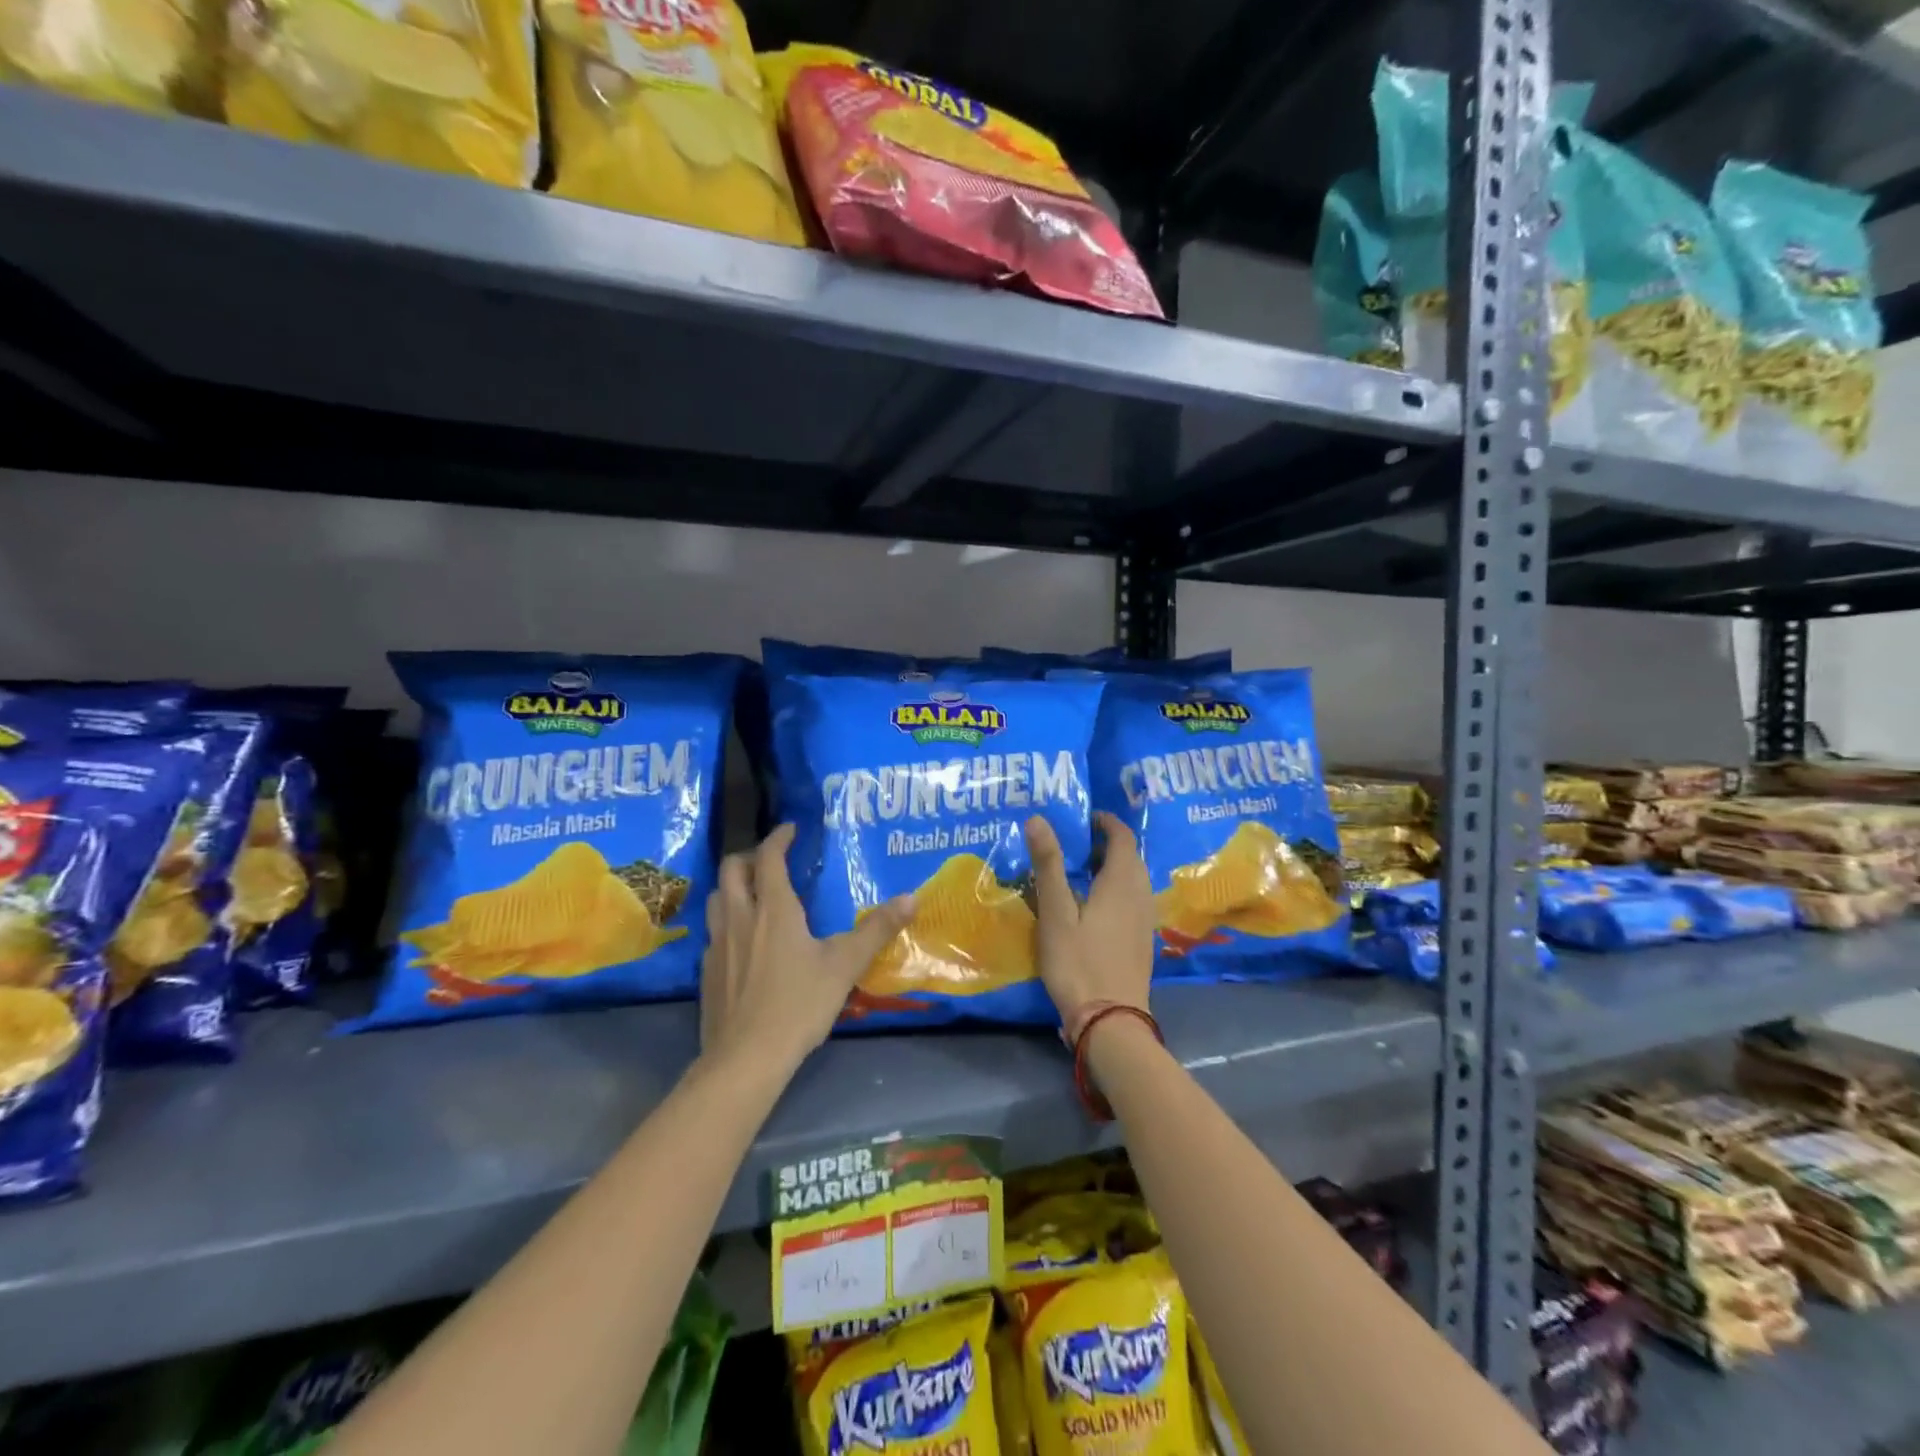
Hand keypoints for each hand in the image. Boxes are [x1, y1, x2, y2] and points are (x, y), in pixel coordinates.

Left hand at [699, 823, 914, 1075]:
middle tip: (770, 858)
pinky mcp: (707, 971)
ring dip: (732, 885)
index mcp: (773, 909)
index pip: (768, 858)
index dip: (779, 838)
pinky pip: (714, 930)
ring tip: (753, 893)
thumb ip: (876, 929)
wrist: (745, 1058)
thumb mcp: (845, 965)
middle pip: (731, 869)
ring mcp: (718, 945)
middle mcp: (740, 917)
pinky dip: (727, 919)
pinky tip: (744, 941)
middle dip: (749, 855)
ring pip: (716, 898)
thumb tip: (911, 897)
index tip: (791, 829)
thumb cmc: (798, 1004)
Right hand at [1025, 812, 1154, 1026]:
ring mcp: (1144, 920)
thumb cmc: (1078, 962)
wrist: (1111, 1020)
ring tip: (1081, 870)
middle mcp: (1140, 895)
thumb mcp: (1056, 912)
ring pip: (1134, 879)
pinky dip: (1116, 888)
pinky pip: (1133, 899)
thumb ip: (1048, 864)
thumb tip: (1038, 819)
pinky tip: (1093, 905)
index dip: (1107, 822)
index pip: (1123, 837)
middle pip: (1131, 857)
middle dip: (1108, 843)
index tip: (1085, 817)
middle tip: (1076, 842)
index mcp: (1121, 882)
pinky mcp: (1142, 940)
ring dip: (1113, 867)